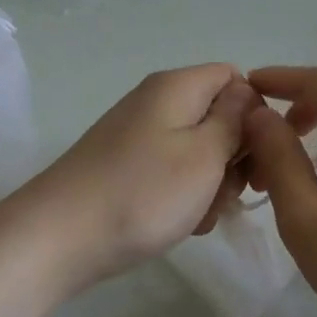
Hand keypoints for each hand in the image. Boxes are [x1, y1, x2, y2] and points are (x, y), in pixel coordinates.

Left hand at [15, 63, 261, 290]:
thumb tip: (245, 94)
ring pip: (198, 150)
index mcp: (178, 86)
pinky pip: (171, 172)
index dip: (255, 114)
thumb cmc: (143, 193)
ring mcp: (138, 135)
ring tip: (199, 216)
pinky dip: (184, 196)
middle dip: (234, 156)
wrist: (58, 238)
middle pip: (218, 116)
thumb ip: (234, 120)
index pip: (235, 79)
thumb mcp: (205, 155)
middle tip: (230, 193)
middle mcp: (156, 102)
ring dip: (211, 184)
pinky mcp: (126, 166)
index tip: (258, 156)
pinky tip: (180, 224)